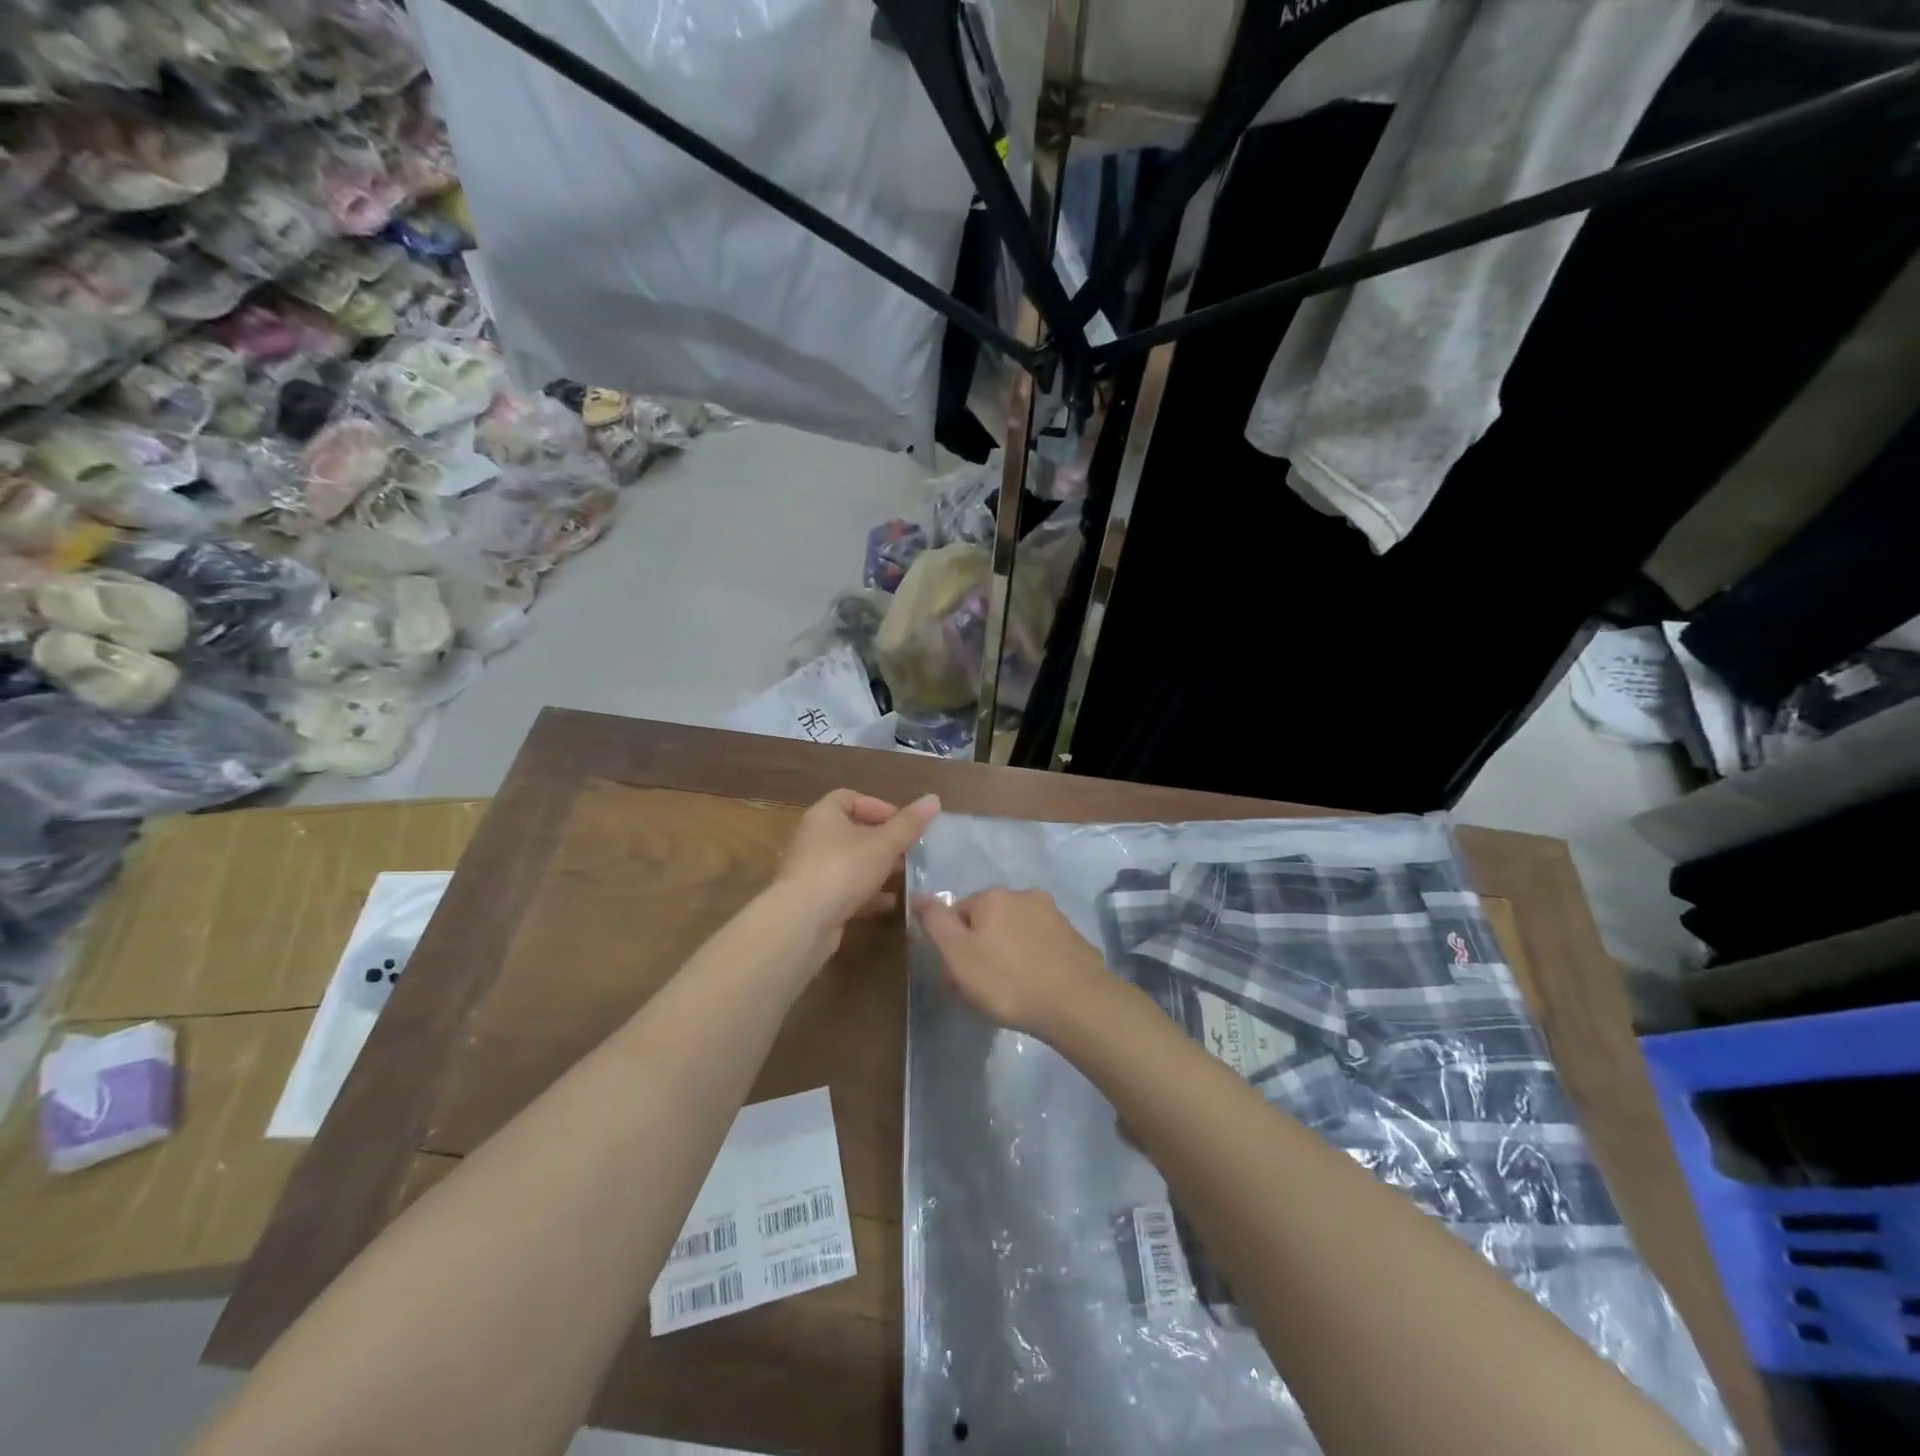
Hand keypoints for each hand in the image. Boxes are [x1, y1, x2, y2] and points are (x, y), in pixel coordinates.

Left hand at [772, 789, 940, 939]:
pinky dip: (867, 893)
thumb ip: (909, 824)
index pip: (849, 797)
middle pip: (851, 831)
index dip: (877, 805)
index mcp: (824, 816)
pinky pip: (845, 889)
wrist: (802, 922)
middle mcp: (814, 839)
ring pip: (850, 863)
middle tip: (909, 851)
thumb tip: (934, 799)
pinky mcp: (815, 900)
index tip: (902, 822)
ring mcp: (812, 871)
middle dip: (883, 840)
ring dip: (877, 868)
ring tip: (905, 875)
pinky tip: (890, 902)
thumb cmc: (843, 870)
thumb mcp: (883, 844)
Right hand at [914, 887, 1112, 1040]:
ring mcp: (1053, 915)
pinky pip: (1041, 946)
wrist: (1077, 1004)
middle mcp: (1023, 895)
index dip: (953, 945)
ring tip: (1011, 990)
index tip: (958, 974)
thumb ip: (935, 922)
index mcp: (993, 897)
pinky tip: (1037, 987)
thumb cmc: (1008, 981)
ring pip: (1016, 932)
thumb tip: (918, 895)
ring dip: (1008, 954)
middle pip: (988, 921)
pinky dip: (1034, 961)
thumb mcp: (958, 954)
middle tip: (982, 986)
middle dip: (981, 947)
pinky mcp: (1074, 937)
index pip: (957, 913)